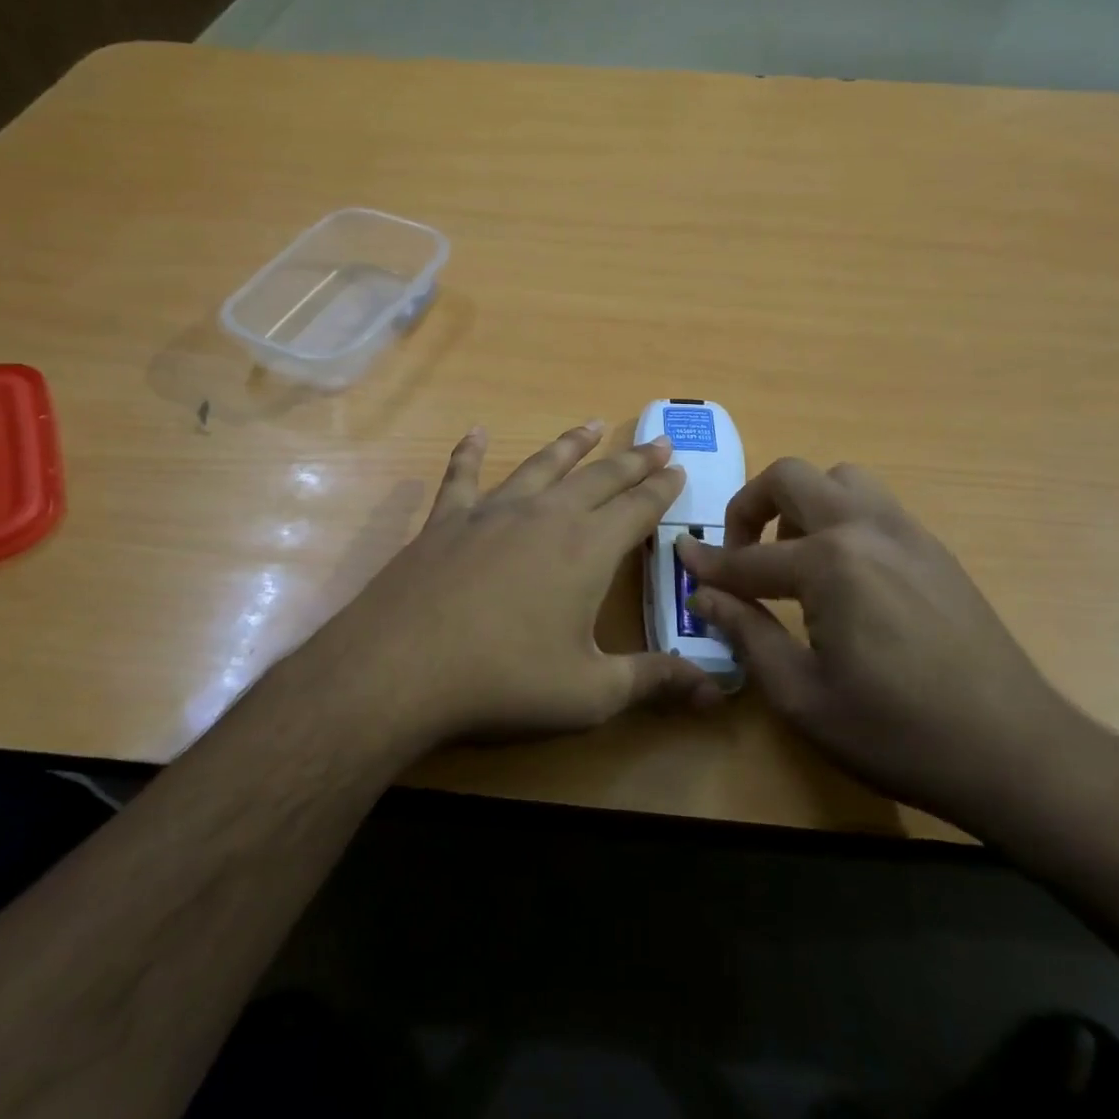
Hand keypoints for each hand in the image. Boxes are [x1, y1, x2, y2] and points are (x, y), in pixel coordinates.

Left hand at [320, 423, 721, 746]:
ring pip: (542, 465)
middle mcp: (546, 515)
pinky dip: (469, 452)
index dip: (663, 488)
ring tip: (590, 425)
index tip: (679, 467)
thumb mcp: (589, 693)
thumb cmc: (505, 680)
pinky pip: (462, 476)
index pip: (638, 508)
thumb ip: (653, 681)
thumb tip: (716, 688)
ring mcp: (492, 511)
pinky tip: (474, 434)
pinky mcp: (446, 520)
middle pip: (599, 478)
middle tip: (657, 440)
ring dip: (570, 444)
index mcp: (588, 549)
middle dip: (632, 460)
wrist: (403, 666)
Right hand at [677, 459, 1087, 825]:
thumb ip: (746, 634)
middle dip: (750, 507)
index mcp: (831, 562)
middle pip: (791, 478)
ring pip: (840, 480)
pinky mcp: (935, 549)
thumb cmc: (897, 733)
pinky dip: (841, 518)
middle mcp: (867, 528)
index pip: (749, 557)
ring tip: (794, 557)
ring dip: (802, 504)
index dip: (708, 563)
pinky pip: (874, 506)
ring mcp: (908, 532)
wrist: (1016, 754)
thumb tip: (703, 595)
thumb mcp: (802, 695)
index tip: (681, 558)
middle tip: (739, 554)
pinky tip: (842, 575)